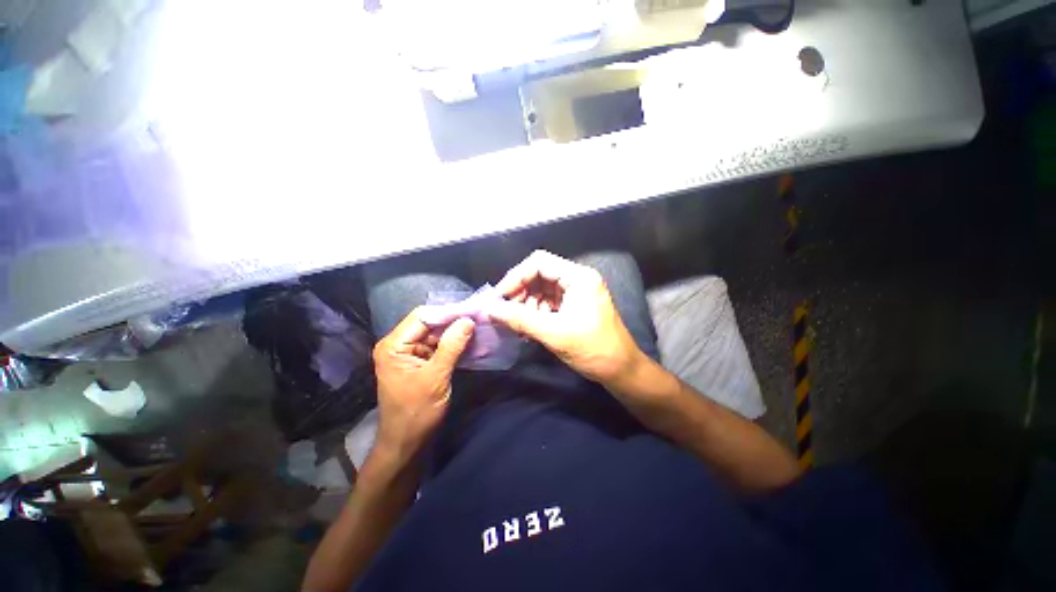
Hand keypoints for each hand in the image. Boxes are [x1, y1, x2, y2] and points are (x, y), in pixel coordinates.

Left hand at [372, 308, 474, 463]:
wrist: (407, 443)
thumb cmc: (417, 413)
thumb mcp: (436, 378)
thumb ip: (451, 346)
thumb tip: (468, 320)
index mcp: (394, 345)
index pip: (422, 317)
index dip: (448, 312)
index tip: (472, 310)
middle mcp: (399, 344)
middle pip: (429, 323)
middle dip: (453, 321)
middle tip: (478, 317)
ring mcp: (409, 353)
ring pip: (435, 334)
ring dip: (456, 333)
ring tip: (478, 327)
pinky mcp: (419, 362)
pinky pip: (438, 346)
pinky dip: (454, 344)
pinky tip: (471, 341)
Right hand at [489, 250, 644, 386]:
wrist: (620, 370)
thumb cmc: (592, 349)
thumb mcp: (553, 333)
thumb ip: (520, 319)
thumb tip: (490, 309)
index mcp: (578, 277)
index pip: (539, 262)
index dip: (516, 277)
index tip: (500, 297)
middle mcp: (578, 278)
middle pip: (540, 274)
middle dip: (521, 292)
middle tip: (507, 312)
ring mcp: (577, 292)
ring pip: (542, 288)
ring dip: (527, 304)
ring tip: (520, 324)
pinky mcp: (575, 304)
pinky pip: (549, 301)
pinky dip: (536, 311)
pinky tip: (530, 327)